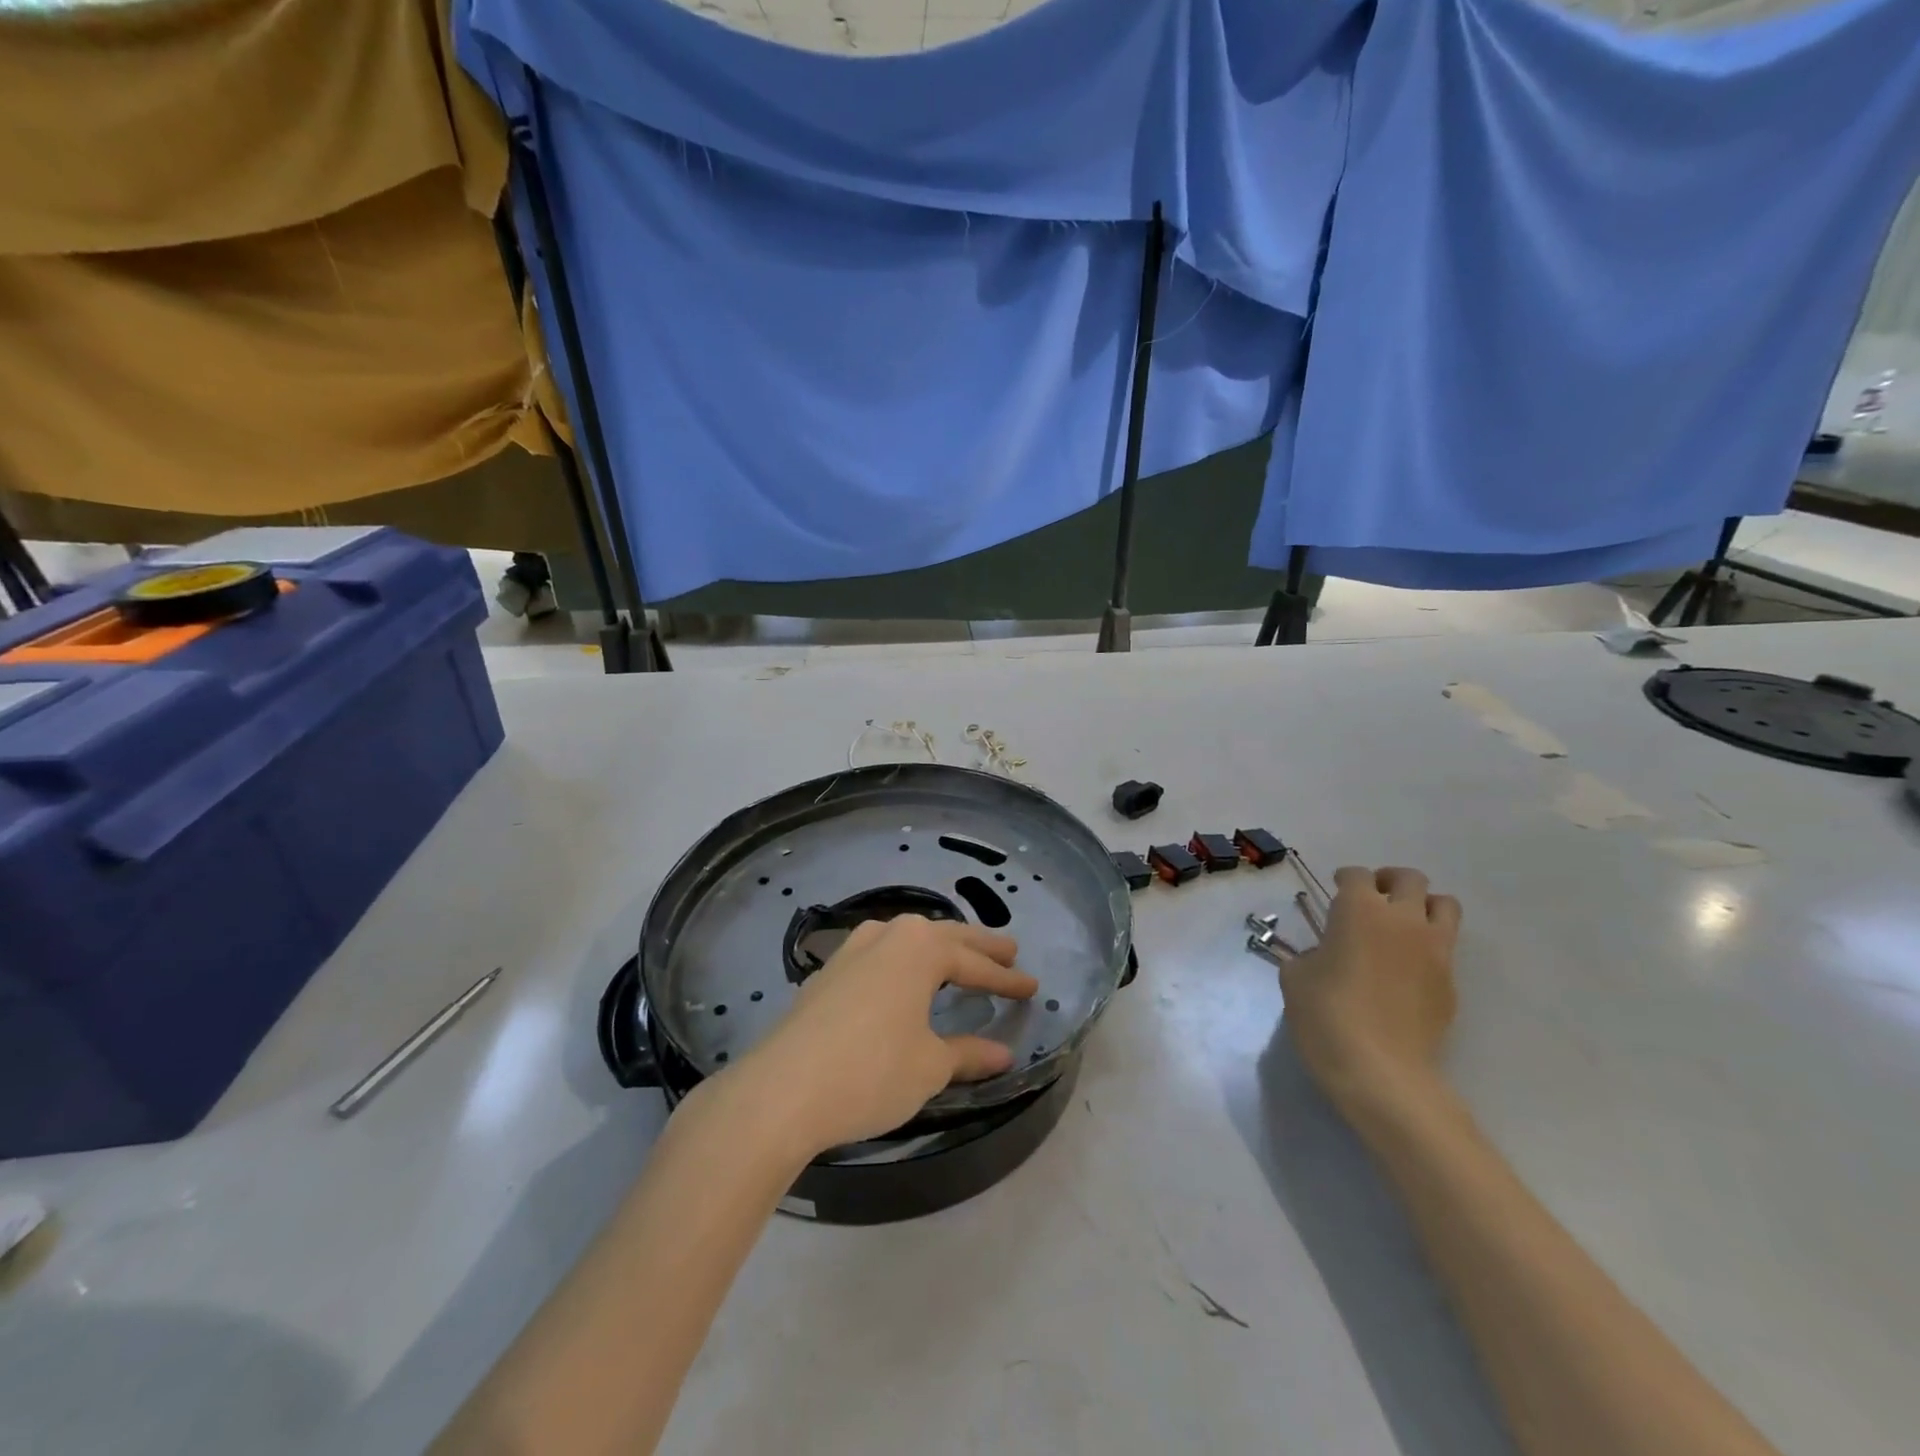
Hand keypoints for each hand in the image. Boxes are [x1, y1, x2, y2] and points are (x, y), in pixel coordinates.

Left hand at [718, 915, 1038, 1156]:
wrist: (782, 1090)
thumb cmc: (871, 1072)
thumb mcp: (929, 1066)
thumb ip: (967, 1054)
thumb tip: (1003, 1054)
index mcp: (920, 948)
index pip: (974, 963)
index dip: (1006, 979)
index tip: (1032, 987)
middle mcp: (887, 936)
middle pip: (944, 938)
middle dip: (978, 947)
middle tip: (1010, 950)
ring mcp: (852, 950)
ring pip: (908, 940)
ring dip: (938, 948)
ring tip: (958, 956)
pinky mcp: (827, 973)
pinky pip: (880, 955)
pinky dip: (904, 962)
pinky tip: (901, 975)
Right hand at [1277, 866, 1461, 1121]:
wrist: (1381, 1071)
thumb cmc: (1326, 1015)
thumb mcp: (1295, 977)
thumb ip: (1310, 954)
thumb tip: (1324, 955)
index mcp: (1359, 910)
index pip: (1356, 875)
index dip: (1344, 879)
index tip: (1335, 891)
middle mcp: (1402, 919)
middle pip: (1410, 879)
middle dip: (1389, 882)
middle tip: (1372, 900)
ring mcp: (1434, 951)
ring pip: (1444, 906)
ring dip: (1423, 907)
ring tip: (1402, 925)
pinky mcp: (1451, 983)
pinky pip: (1445, 948)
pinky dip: (1429, 947)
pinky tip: (1406, 971)